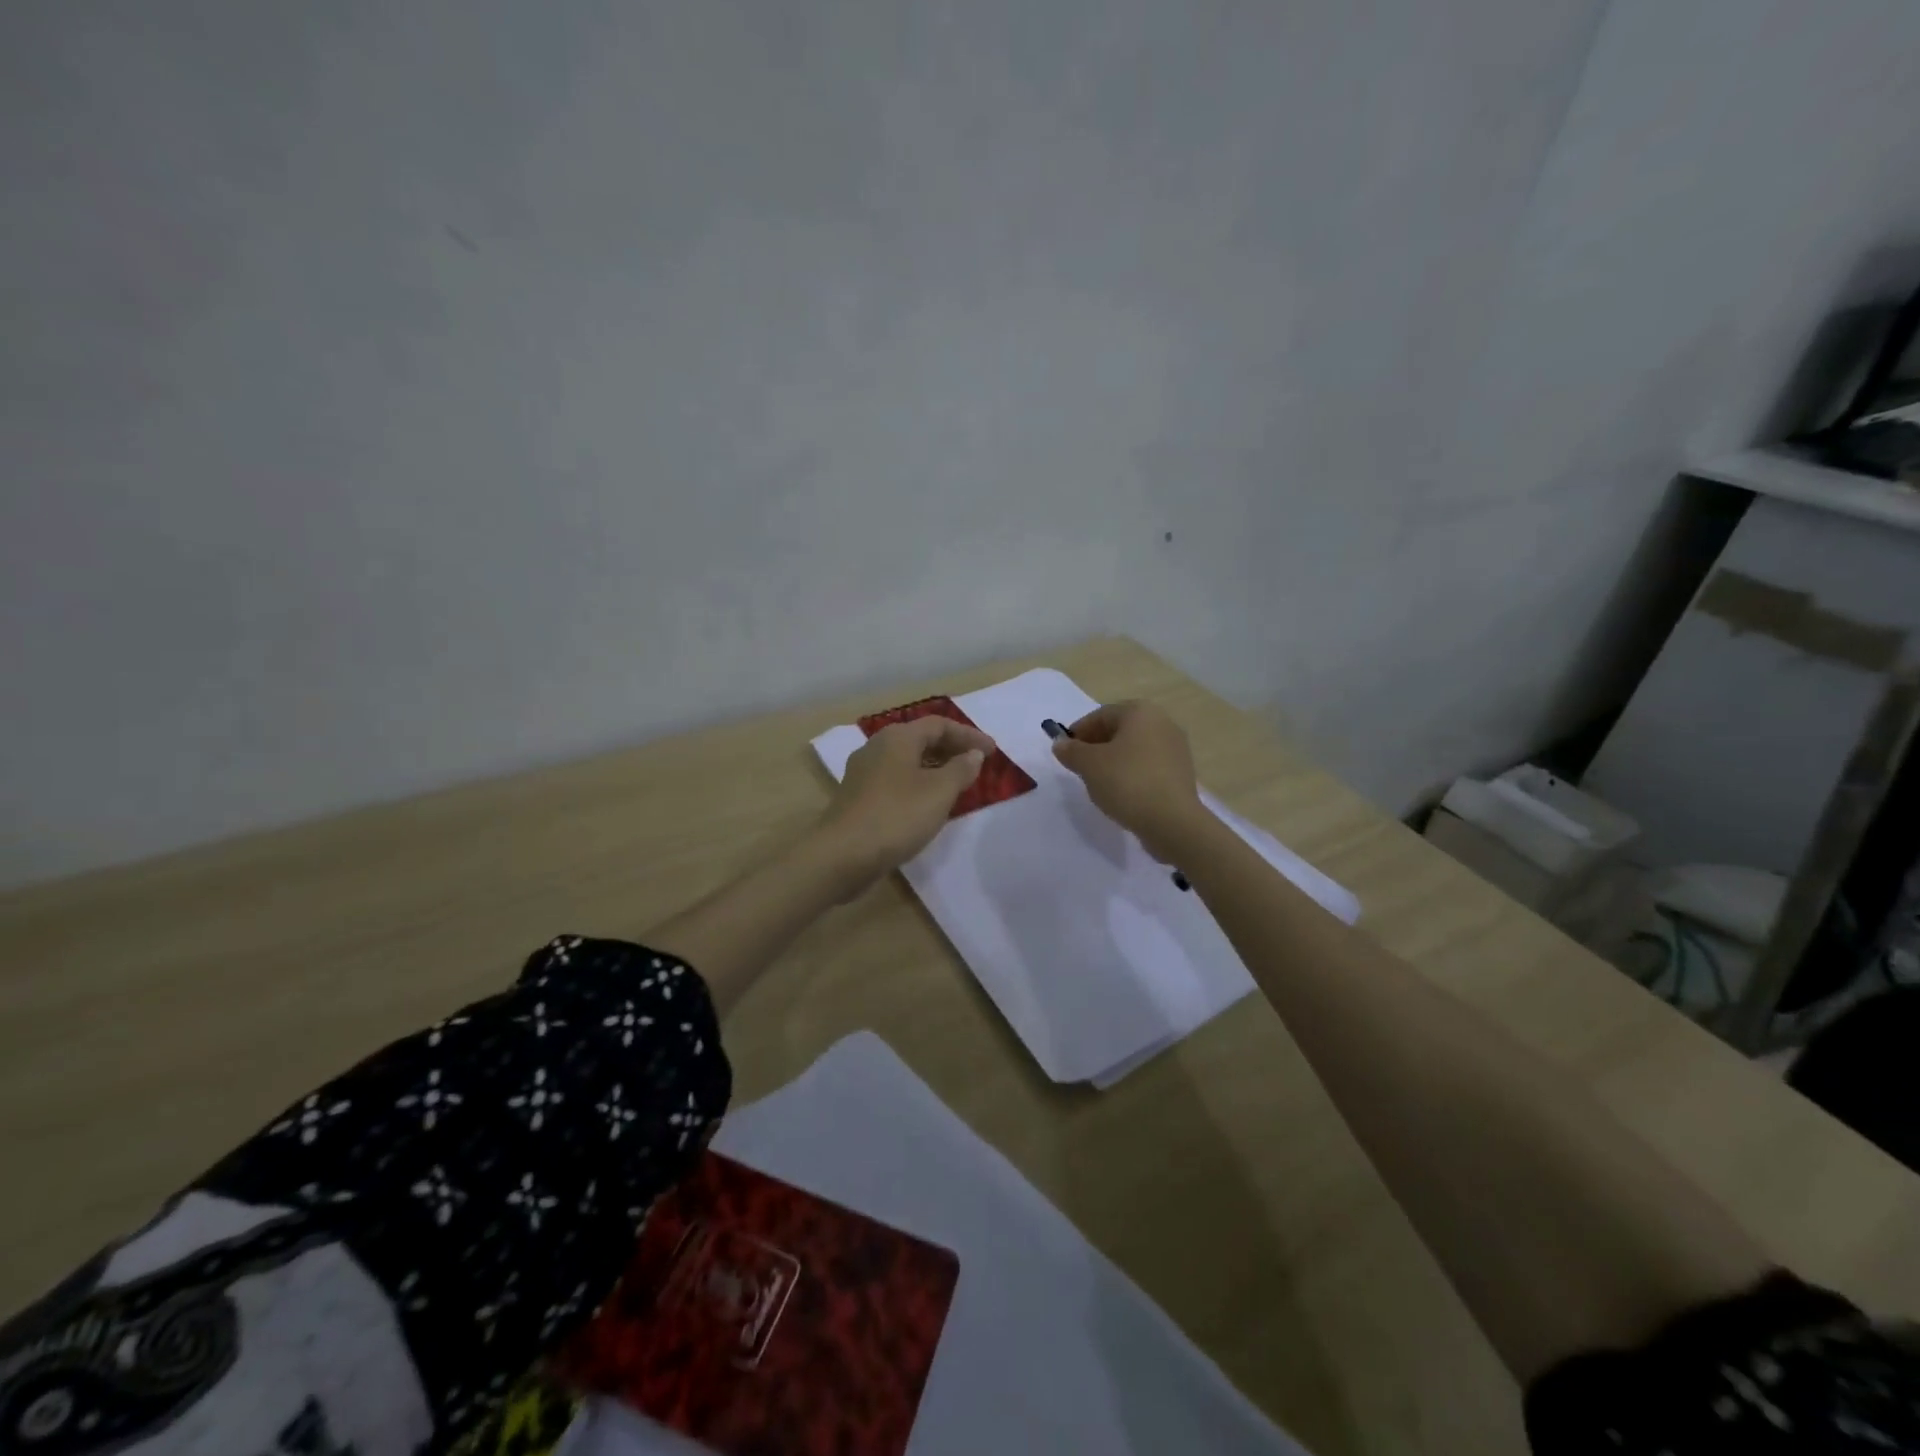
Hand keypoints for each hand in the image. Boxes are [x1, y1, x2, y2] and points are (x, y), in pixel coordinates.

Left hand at [817, 717, 994, 890]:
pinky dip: (918, 784)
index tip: (992, 752)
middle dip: (951, 749)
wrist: (842, 855)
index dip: (969, 736)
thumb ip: (960, 769)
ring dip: (935, 768)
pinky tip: (928, 804)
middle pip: (920, 739)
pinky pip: (896, 780)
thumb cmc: (896, 816)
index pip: (939, 725)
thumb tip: (972, 755)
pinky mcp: (858, 798)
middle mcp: (877, 748)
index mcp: (897, 738)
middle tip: (977, 765)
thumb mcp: (939, 792)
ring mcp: (864, 773)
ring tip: (958, 784)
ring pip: (907, 761)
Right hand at [1050, 701, 1202, 860]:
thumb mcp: (1089, 765)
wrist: (1172, 821)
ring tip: (1098, 783)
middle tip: (1079, 767)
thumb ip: (1071, 751)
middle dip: (1096, 746)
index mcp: (1140, 712)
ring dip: (1113, 761)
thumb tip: (1060, 744)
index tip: (1065, 752)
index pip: (1101, 715)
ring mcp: (1176, 748)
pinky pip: (1148, 766)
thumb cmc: (1126, 782)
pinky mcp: (1182, 773)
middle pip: (1120, 730)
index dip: (1078, 732)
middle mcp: (1163, 722)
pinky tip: (1122, 793)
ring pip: (1134, 749)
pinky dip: (1131, 774)